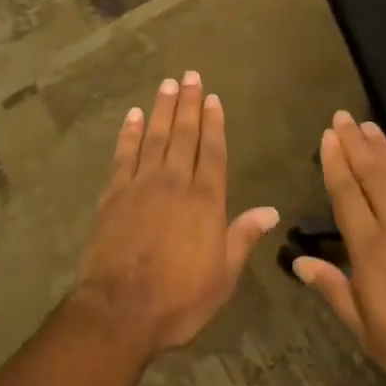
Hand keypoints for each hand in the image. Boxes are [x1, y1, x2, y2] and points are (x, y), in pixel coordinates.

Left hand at [75, 71, 279, 354]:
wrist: (121, 309)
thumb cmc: (179, 299)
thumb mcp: (223, 276)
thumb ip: (244, 237)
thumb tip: (271, 210)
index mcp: (205, 200)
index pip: (213, 151)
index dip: (214, 123)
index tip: (213, 98)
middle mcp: (176, 181)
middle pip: (184, 134)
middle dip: (189, 103)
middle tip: (191, 75)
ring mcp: (142, 183)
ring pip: (155, 136)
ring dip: (162, 108)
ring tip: (167, 84)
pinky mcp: (114, 192)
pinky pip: (124, 154)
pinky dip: (130, 132)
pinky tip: (134, 115)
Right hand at [293, 111, 385, 385]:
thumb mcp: (367, 333)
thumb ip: (334, 291)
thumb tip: (299, 261)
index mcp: (370, 250)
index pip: (347, 196)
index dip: (336, 164)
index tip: (328, 136)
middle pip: (372, 175)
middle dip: (355, 143)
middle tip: (343, 117)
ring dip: (383, 150)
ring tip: (369, 126)